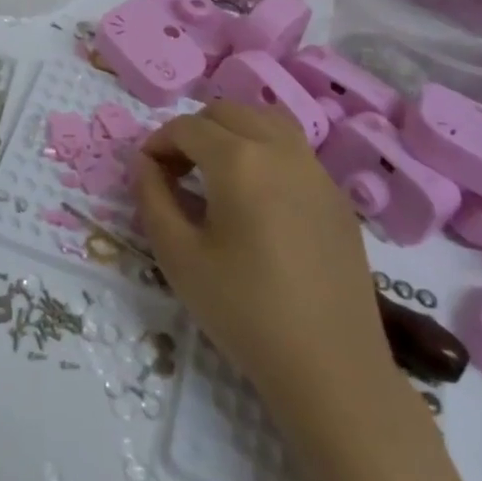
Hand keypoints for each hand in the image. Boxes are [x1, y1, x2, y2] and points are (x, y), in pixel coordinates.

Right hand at [134, 102, 390, 414]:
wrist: (331, 369)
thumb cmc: (244, 311)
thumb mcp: (178, 256)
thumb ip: (152, 197)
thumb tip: (144, 163)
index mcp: (239, 160)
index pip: (186, 127)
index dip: (158, 143)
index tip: (146, 173)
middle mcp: (280, 150)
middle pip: (227, 112)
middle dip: (194, 131)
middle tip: (177, 171)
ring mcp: (316, 171)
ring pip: (267, 120)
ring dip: (234, 131)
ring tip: (217, 171)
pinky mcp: (337, 198)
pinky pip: (295, 151)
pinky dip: (266, 151)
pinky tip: (259, 198)